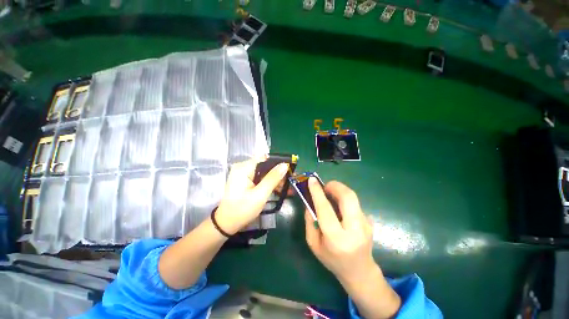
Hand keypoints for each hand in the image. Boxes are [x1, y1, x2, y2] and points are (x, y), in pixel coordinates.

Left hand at [215, 158, 288, 234]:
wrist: (226, 223)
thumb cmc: (242, 209)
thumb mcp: (260, 195)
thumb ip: (273, 178)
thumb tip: (285, 165)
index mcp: (244, 168)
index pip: (265, 159)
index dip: (279, 163)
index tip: (291, 171)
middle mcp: (243, 167)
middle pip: (265, 165)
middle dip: (278, 174)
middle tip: (290, 183)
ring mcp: (243, 173)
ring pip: (264, 172)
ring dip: (275, 180)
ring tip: (287, 189)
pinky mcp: (245, 180)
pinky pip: (260, 177)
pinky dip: (268, 183)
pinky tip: (277, 189)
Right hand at [304, 179, 375, 282]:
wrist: (359, 271)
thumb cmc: (332, 260)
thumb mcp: (313, 244)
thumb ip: (310, 221)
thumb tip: (311, 202)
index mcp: (337, 239)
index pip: (326, 210)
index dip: (317, 193)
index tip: (312, 180)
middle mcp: (355, 230)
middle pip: (348, 197)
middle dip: (335, 186)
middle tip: (325, 187)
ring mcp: (366, 224)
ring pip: (353, 197)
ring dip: (340, 191)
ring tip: (330, 195)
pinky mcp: (370, 221)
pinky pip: (354, 204)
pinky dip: (344, 200)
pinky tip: (340, 209)